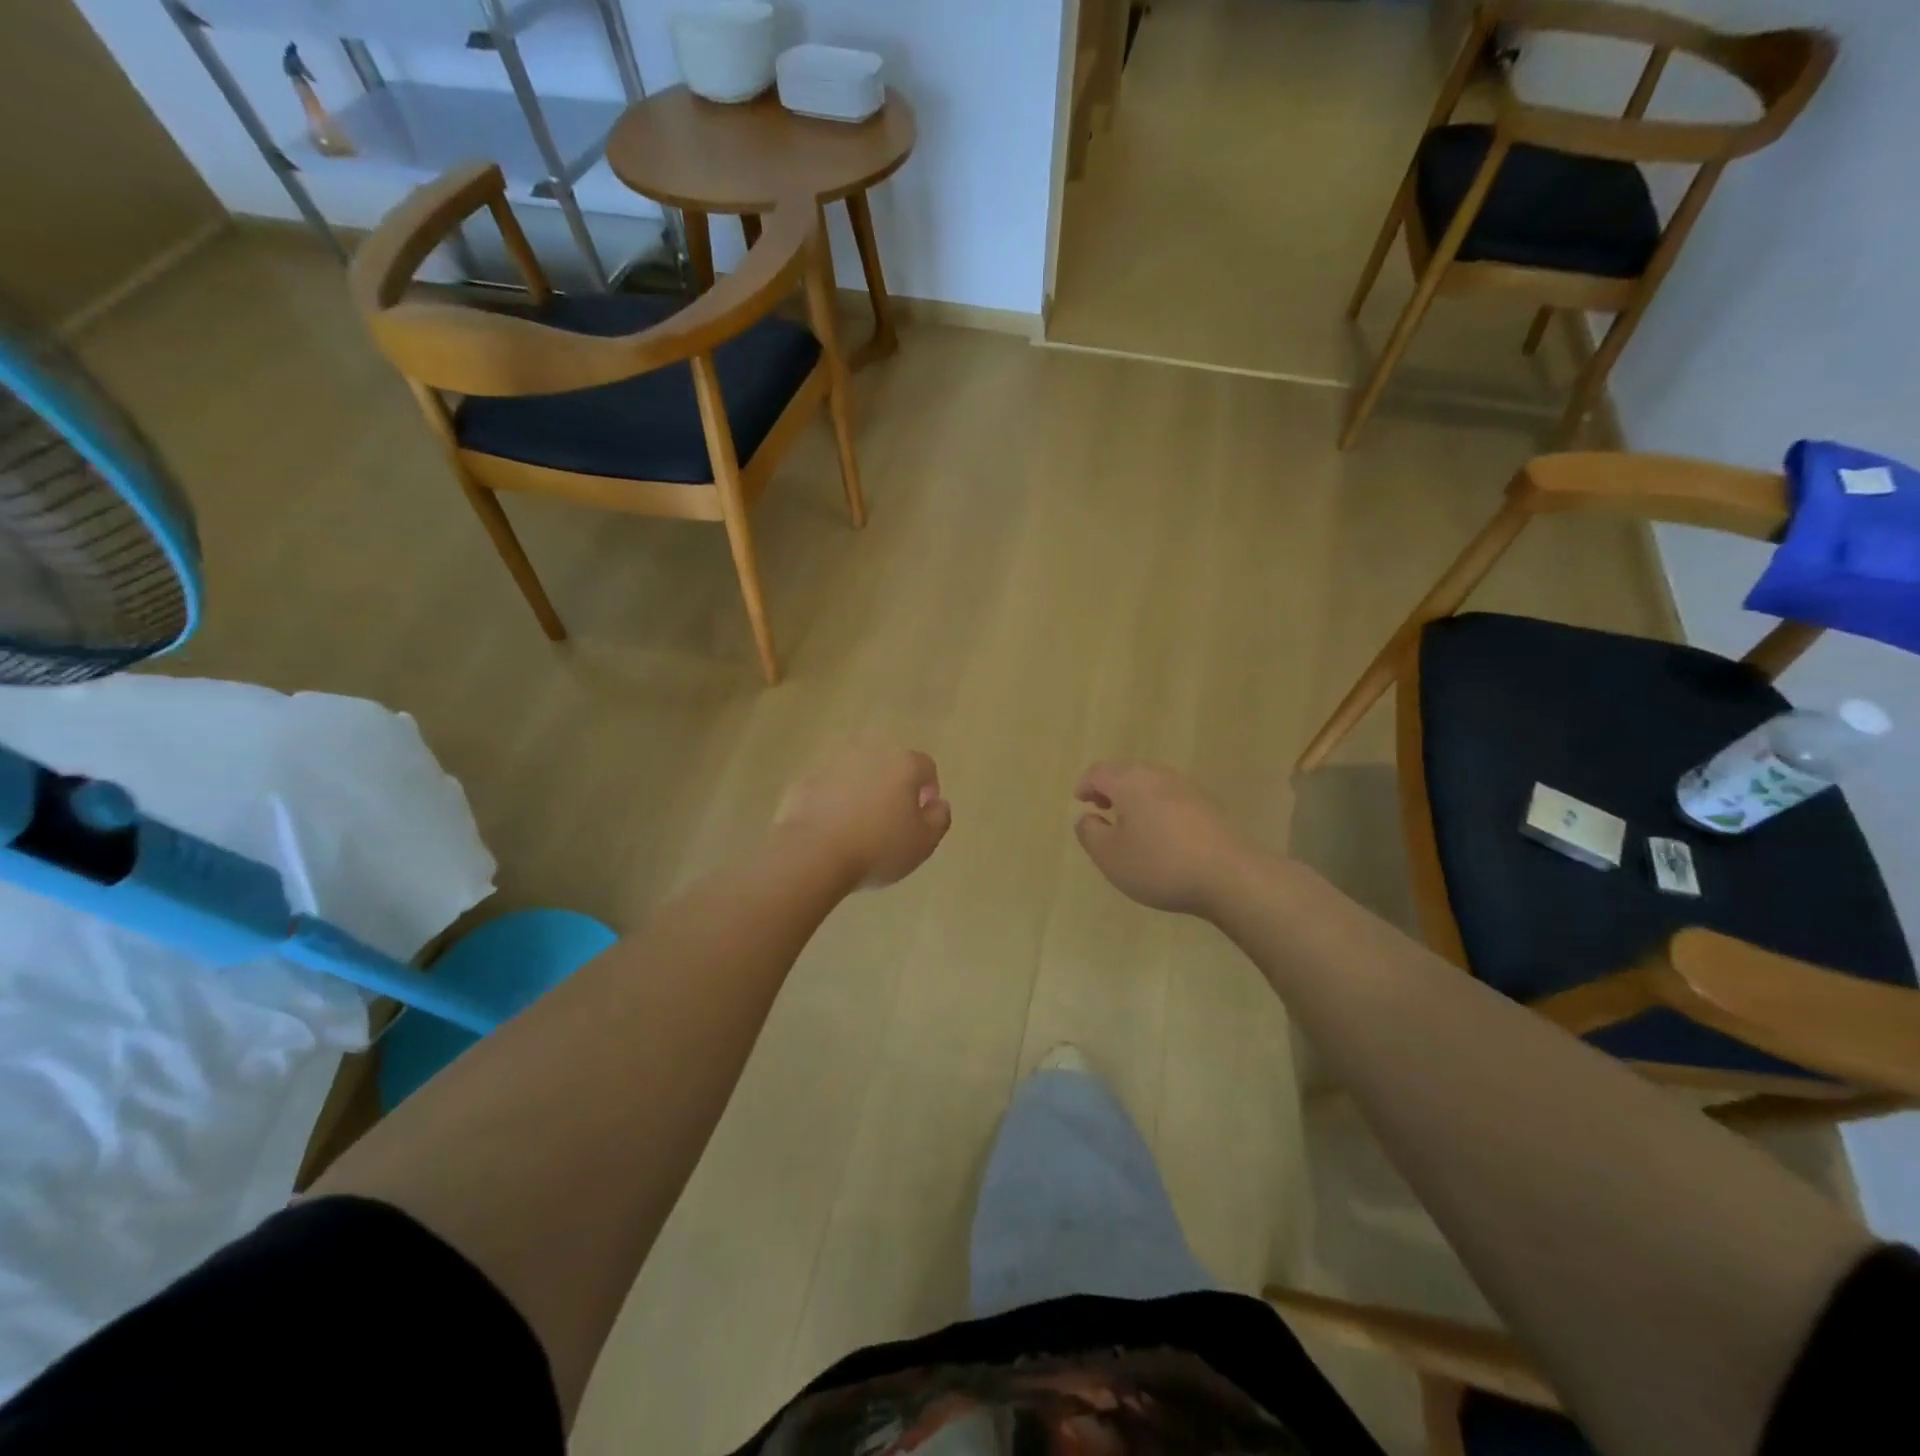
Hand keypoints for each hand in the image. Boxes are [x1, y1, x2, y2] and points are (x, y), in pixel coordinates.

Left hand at [774, 746, 951, 888]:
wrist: (813, 853)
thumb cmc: (878, 848)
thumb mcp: (924, 842)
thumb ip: (939, 818)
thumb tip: (939, 803)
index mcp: (903, 764)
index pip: (925, 766)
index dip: (929, 788)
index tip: (922, 813)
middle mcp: (868, 752)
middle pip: (888, 764)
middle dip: (892, 784)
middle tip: (890, 817)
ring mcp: (832, 762)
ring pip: (855, 771)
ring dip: (860, 788)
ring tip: (858, 821)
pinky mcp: (804, 779)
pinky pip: (826, 785)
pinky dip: (831, 798)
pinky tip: (829, 826)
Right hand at [1074, 761, 1253, 916]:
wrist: (1230, 875)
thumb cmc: (1160, 864)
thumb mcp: (1110, 857)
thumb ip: (1090, 833)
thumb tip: (1087, 818)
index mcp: (1129, 781)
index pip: (1098, 772)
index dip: (1085, 785)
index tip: (1080, 802)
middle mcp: (1157, 774)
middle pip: (1126, 772)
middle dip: (1110, 788)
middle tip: (1102, 810)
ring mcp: (1187, 787)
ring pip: (1151, 784)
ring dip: (1135, 798)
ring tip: (1130, 824)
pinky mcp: (1208, 804)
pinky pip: (1172, 797)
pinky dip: (1157, 808)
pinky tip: (1161, 834)